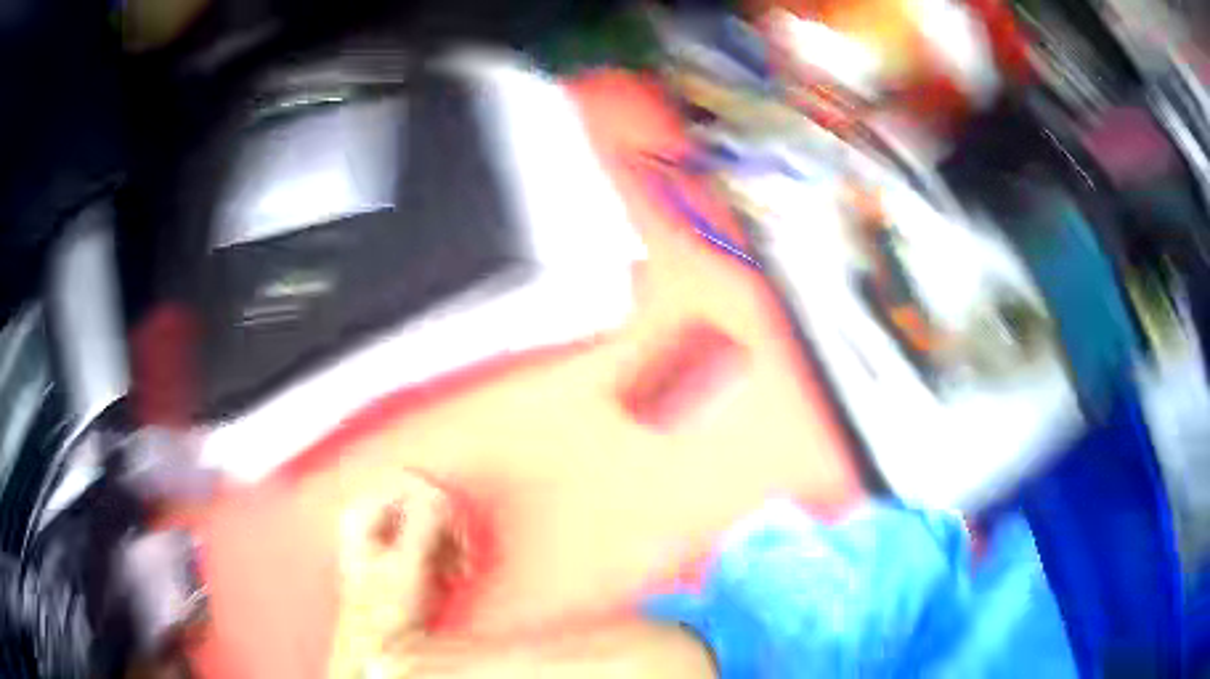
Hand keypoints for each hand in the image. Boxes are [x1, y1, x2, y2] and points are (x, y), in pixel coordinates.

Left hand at [330, 472, 459, 677]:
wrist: (381, 647)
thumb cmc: (384, 611)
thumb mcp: (407, 567)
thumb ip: (423, 526)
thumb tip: (440, 492)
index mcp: (362, 514)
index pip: (407, 479)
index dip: (436, 499)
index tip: (455, 527)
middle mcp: (372, 518)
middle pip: (422, 499)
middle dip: (447, 528)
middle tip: (460, 555)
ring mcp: (387, 536)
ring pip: (432, 520)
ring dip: (452, 545)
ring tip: (457, 572)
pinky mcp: (403, 552)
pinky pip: (434, 538)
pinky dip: (448, 555)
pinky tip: (451, 576)